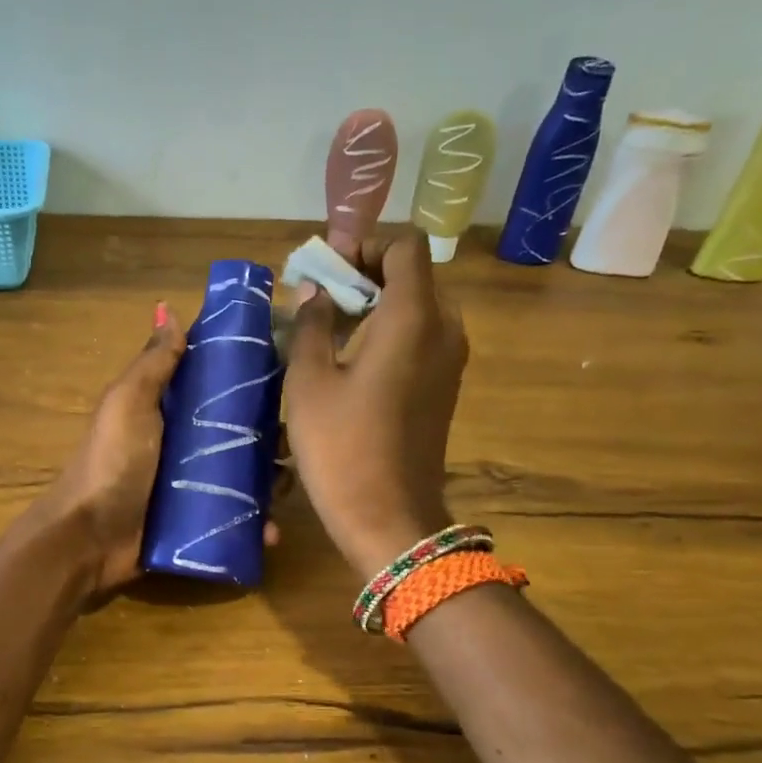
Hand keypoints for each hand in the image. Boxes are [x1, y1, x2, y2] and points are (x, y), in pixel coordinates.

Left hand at [35, 306, 284, 601]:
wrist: (89, 538)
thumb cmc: (111, 463)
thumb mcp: (129, 404)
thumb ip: (153, 363)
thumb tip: (169, 310)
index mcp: (169, 410)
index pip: (216, 385)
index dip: (249, 376)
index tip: (288, 369)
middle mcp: (186, 444)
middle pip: (239, 432)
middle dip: (270, 434)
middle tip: (293, 438)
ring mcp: (194, 486)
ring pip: (246, 476)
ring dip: (271, 479)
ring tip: (288, 482)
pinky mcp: (200, 523)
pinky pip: (237, 518)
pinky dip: (258, 524)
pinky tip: (273, 530)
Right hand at [283, 233, 466, 580]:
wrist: (389, 519)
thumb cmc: (342, 447)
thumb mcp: (310, 382)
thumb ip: (312, 325)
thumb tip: (314, 292)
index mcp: (414, 317)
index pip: (405, 246)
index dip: (365, 243)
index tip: (326, 266)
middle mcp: (444, 329)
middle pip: (413, 274)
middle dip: (366, 272)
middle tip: (320, 294)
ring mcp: (451, 361)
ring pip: (418, 307)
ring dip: (377, 303)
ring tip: (331, 324)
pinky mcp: (446, 387)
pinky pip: (422, 338)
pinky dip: (390, 331)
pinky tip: (352, 358)